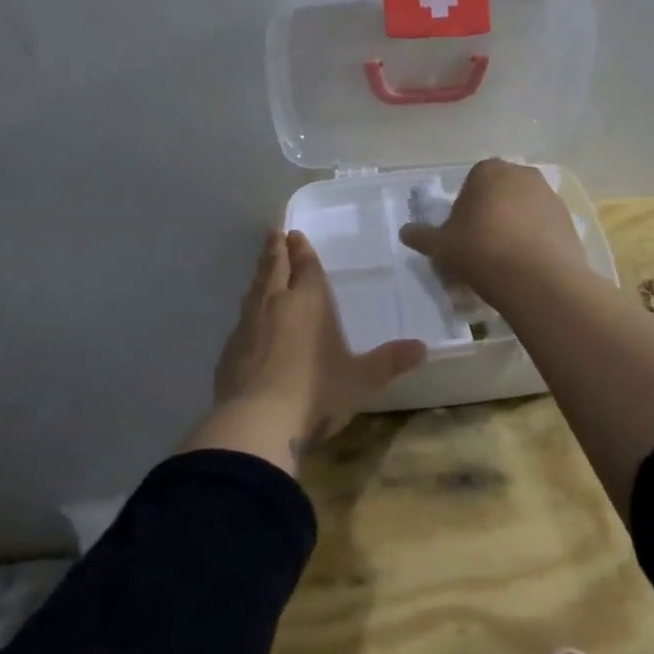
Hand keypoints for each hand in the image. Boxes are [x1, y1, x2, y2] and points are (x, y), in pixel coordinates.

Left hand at [181, 230, 425, 471]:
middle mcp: (277, 303)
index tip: (294, 234)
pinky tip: (248, 316)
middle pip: (275, 267)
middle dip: (276, 249)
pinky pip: (242, 317)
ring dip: (260, 273)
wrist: (256, 420)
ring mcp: (249, 324)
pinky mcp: (229, 348)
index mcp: (310, 301)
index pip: (306, 267)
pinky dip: (248, 308)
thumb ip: (389, 362)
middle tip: (274, 233)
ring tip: (263, 266)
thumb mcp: (361, 380)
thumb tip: (423, 348)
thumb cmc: (316, 392)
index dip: (302, 250)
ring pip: (254, 288)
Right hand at [398, 158, 588, 306]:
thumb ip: (422, 236)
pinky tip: (526, 266)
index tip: (461, 236)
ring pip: (524, 210)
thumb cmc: (481, 251)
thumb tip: (405, 232)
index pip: (471, 183)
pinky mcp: (569, 220)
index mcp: (489, 170)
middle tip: (480, 248)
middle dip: (491, 215)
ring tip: (504, 261)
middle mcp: (522, 174)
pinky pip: (544, 227)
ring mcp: (550, 195)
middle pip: (500, 194)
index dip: (464, 210)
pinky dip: (535, 241)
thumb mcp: (442, 246)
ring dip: (514, 227)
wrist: (538, 278)